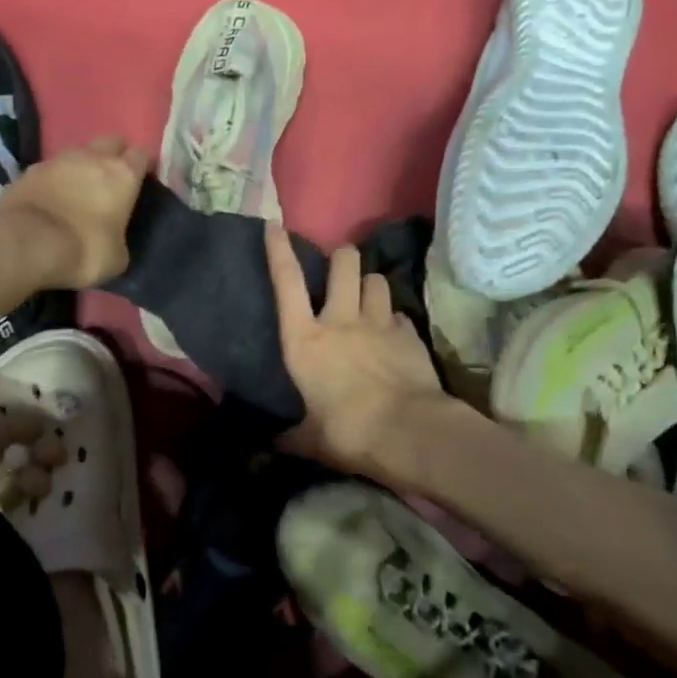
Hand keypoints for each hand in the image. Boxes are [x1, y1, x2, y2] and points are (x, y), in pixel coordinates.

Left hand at [0, 135, 149, 288]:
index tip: (141, 180)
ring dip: (81, 166)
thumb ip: (120, 239)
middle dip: (114, 155)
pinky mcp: (27, 171)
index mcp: (122, 174)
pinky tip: (50, 200)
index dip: (142, 165)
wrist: (27, 243)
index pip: (141, 154)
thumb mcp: (117, 257)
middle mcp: (92, 157)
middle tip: (111, 179)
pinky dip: (53, 180)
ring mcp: (56, 160)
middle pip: (110, 142)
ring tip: (78, 190)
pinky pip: (48, 170)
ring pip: (77, 152)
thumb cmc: (84, 250)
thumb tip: (113, 239)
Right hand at [265, 224, 446, 474]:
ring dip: (370, 284)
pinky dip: (392, 318)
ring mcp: (378, 324)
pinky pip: (398, 313)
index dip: (279, 251)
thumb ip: (289, 437)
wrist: (408, 432)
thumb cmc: (347, 432)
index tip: (275, 227)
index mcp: (305, 341)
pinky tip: (392, 333)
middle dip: (341, 257)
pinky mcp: (409, 334)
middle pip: (343, 263)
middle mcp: (340, 320)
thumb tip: (267, 450)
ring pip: (376, 280)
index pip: (286, 283)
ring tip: (368, 297)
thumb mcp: (310, 439)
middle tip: (339, 267)